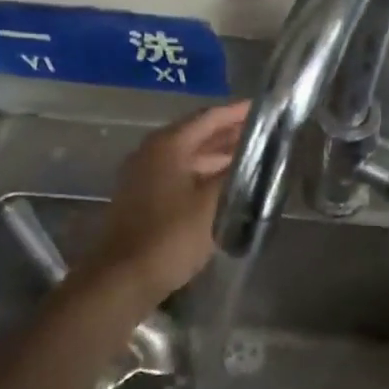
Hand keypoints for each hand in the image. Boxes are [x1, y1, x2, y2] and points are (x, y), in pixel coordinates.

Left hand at [79, 100, 249, 301]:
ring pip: (190, 157)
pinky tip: (227, 185)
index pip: (209, 117)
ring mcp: (145, 176)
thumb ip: (236, 174)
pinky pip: (181, 175)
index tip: (266, 108)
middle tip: (267, 133)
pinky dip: (205, 174)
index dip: (238, 112)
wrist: (121, 280)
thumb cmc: (170, 236)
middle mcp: (153, 153)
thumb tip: (258, 155)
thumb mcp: (212, 203)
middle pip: (198, 134)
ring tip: (255, 158)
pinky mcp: (144, 199)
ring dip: (219, 156)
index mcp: (168, 145)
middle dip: (231, 133)